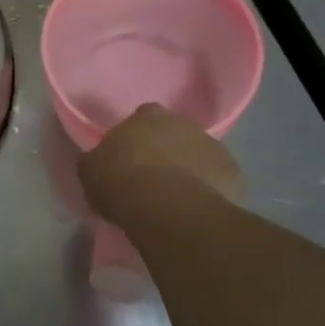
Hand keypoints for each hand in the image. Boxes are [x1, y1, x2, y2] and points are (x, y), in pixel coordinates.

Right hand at [77, 103, 239, 224]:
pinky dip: (210, 188)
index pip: (142, 116)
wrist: (168, 209)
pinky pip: (219, 179)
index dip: (137, 136)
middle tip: (153, 177)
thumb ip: (96, 160)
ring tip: (177, 197)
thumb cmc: (122, 183)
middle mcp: (183, 123)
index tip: (130, 157)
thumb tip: (98, 161)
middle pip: (174, 133)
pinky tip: (198, 207)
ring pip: (199, 154)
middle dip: (166, 149)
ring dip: (190, 168)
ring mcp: (213, 146)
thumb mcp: (90, 171)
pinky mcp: (233, 173)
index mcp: (147, 116)